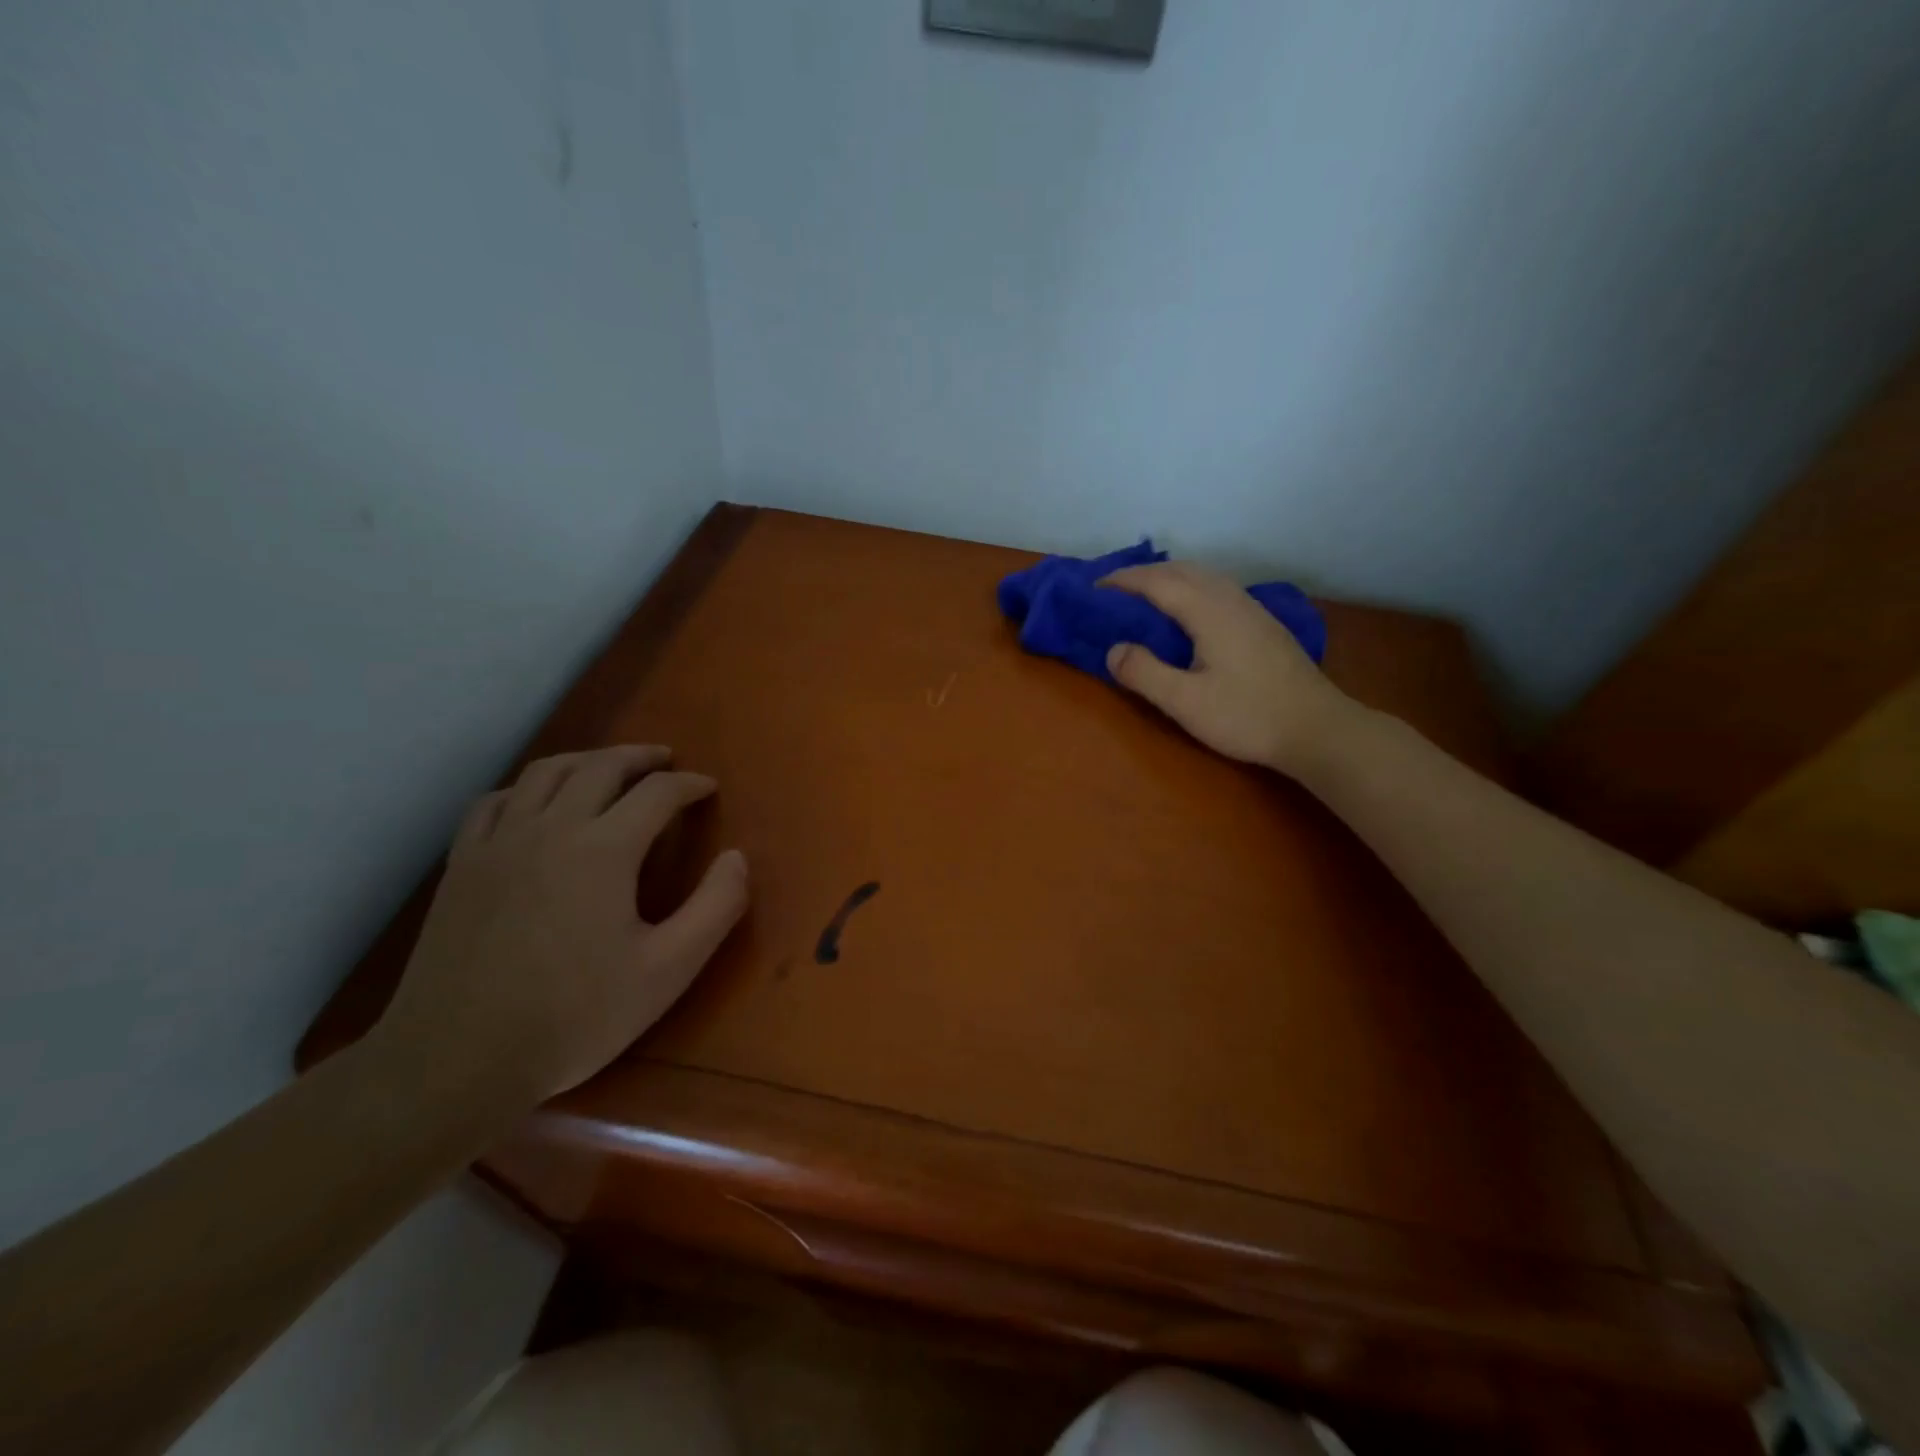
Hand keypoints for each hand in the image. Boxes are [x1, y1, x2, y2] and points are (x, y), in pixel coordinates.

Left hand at [373, 745, 748, 1107]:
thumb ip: (715, 908)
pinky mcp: (462, 865)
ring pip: (545, 773)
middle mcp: (550, 829)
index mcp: (603, 850)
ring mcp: (498, 843)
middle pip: (600, 767)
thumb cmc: (574, 1017)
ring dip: (586, 760)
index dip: (689, 784)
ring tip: (609, 768)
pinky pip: (494, 802)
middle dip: (640, 758)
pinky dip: (526, 788)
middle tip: (666, 762)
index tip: (708, 787)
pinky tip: (536, 803)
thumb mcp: (668, 971)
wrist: (456, 1062)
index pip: (657, 793)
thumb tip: (737, 857)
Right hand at [1102, 562, 1355, 775]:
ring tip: (1143, 595)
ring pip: (1204, 576)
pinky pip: (1218, 588)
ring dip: (1168, 577)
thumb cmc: (1247, 716)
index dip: (1123, 581)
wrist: (1317, 729)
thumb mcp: (1185, 702)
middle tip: (1112, 590)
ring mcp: (1252, 609)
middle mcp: (1231, 599)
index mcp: (1209, 611)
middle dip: (1143, 574)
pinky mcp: (1263, 624)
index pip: (1157, 582)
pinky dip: (1190, 587)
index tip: (1093, 589)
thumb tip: (1113, 649)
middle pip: (1182, 570)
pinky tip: (1187, 611)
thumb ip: (1144, 673)